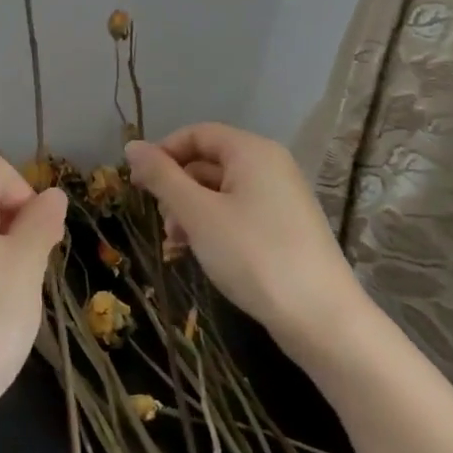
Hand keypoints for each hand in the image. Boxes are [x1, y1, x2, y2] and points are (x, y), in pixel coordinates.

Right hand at [124, 124, 372, 367]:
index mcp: (252, 152)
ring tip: (176, 244)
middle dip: (175, 189)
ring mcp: (280, 198)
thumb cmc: (253, 255)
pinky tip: (195, 253)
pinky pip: (237, 213)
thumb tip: (131, 146)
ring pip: (219, 191)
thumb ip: (162, 177)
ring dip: (189, 212)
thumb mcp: (197, 213)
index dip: (162, 153)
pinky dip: (211, 227)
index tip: (137, 184)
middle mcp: (270, 166)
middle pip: (207, 162)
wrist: (321, 318)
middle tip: (162, 222)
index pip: (196, 134)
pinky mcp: (284, 228)